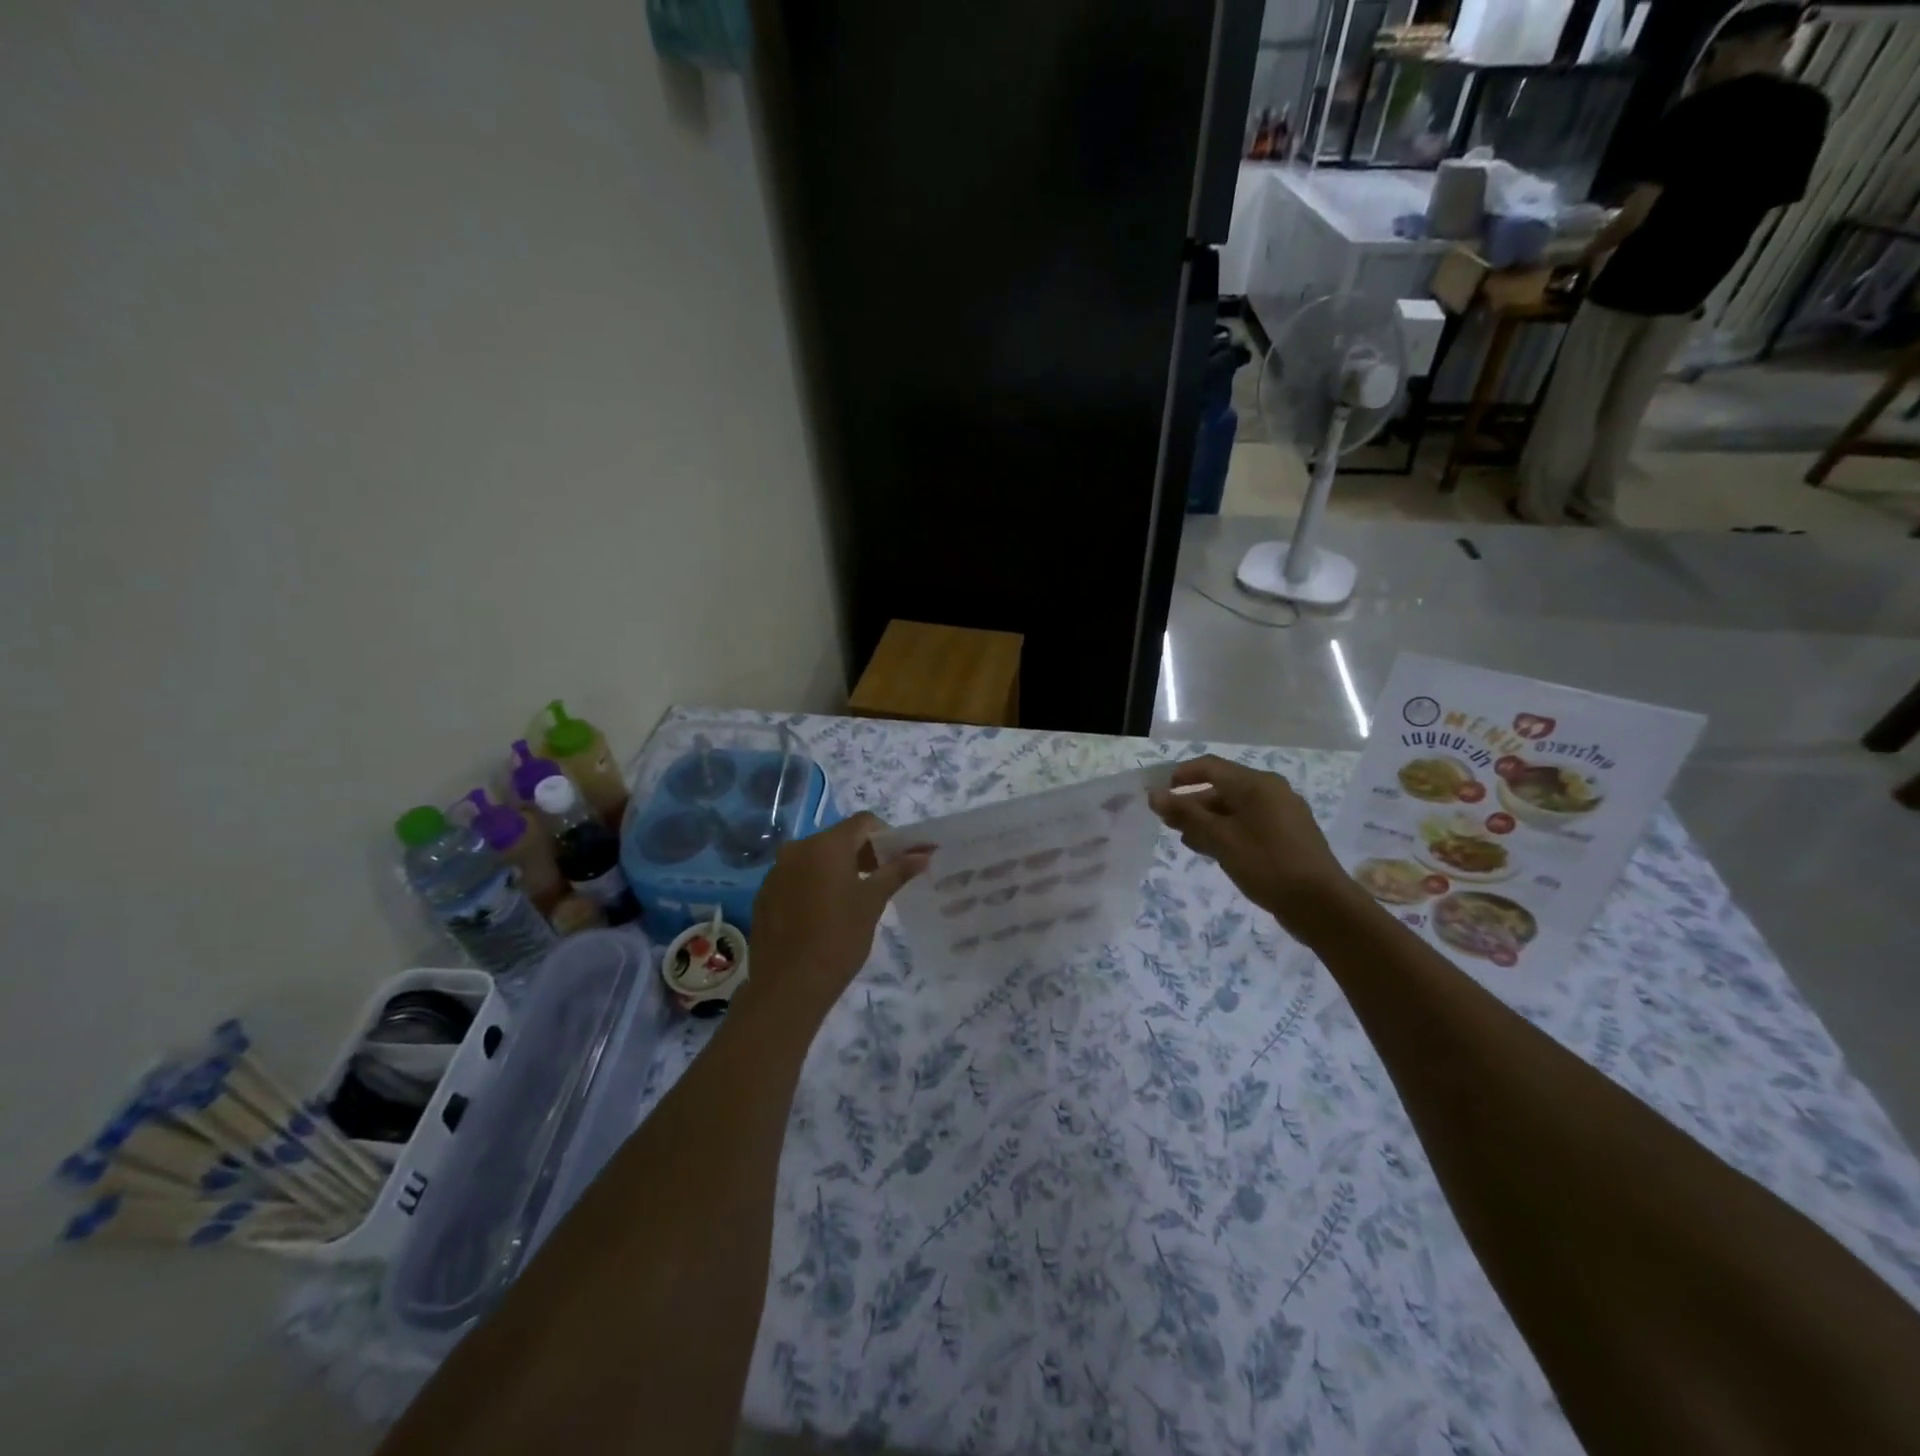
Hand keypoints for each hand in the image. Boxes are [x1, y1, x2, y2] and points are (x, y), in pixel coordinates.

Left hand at [746, 812, 930, 1020]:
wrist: (788, 985)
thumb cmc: (838, 938)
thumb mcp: (872, 903)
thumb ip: (896, 872)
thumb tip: (923, 854)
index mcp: (826, 845)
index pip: (863, 822)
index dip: (885, 836)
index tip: (898, 860)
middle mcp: (797, 848)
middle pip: (838, 838)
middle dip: (863, 853)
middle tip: (881, 880)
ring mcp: (776, 871)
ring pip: (815, 858)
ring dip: (837, 869)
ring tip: (853, 898)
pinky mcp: (765, 893)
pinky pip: (796, 877)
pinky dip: (814, 884)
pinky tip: (823, 913)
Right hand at [1148, 755, 1361, 936]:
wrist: (1322, 905)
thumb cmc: (1267, 864)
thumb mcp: (1220, 839)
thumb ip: (1186, 815)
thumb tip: (1155, 795)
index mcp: (1256, 784)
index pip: (1210, 767)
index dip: (1180, 776)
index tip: (1158, 794)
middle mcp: (1271, 791)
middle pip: (1222, 788)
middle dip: (1192, 803)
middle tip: (1166, 823)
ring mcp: (1282, 814)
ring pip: (1235, 809)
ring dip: (1207, 820)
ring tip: (1185, 839)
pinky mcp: (1287, 837)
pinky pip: (1248, 824)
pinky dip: (1227, 832)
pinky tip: (1212, 850)